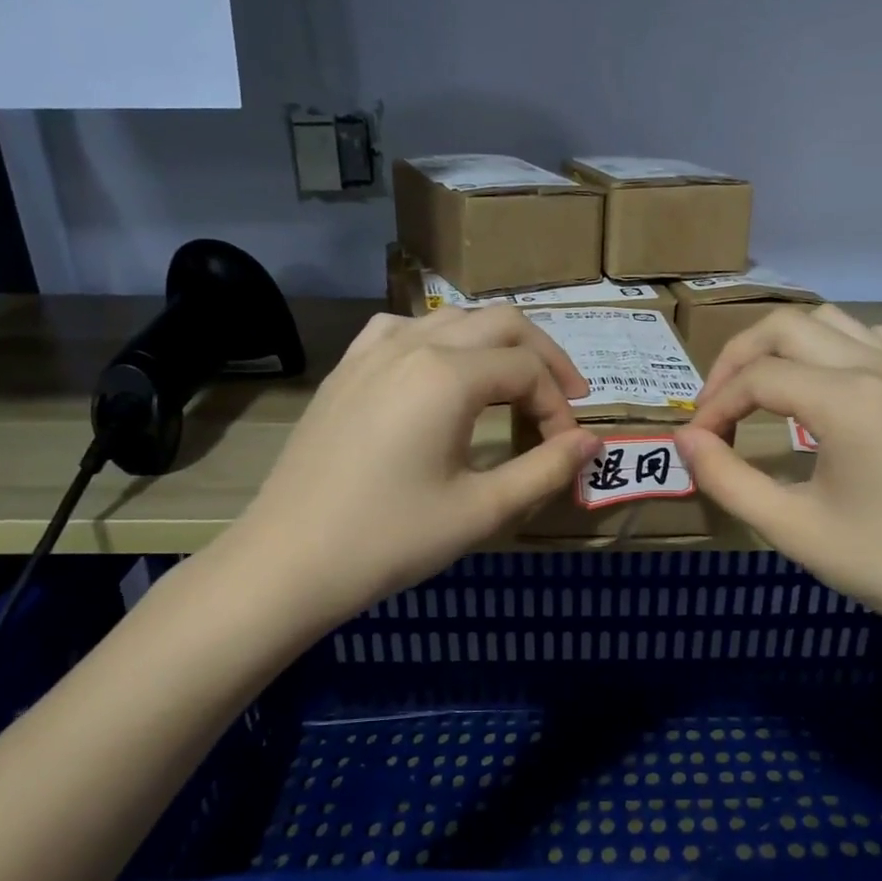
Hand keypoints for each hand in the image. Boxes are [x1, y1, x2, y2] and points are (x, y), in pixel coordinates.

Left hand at [231, 308, 599, 633]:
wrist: (288, 561)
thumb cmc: (390, 539)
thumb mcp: (481, 511)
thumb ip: (546, 470)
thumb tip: (592, 442)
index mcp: (448, 376)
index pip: (528, 371)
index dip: (559, 407)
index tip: (565, 450)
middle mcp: (413, 345)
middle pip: (501, 323)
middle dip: (543, 357)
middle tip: (565, 399)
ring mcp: (372, 352)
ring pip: (454, 319)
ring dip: (495, 344)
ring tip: (512, 384)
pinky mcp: (347, 369)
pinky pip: (404, 329)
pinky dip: (441, 342)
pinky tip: (441, 372)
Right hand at [675, 305, 881, 649]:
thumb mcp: (791, 529)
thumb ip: (726, 479)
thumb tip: (685, 439)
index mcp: (846, 399)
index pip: (757, 377)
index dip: (714, 406)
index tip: (696, 443)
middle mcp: (877, 366)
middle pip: (785, 327)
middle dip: (737, 359)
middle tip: (715, 407)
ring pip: (828, 321)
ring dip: (781, 345)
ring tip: (759, 391)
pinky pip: (868, 339)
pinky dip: (829, 348)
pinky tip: (821, 388)